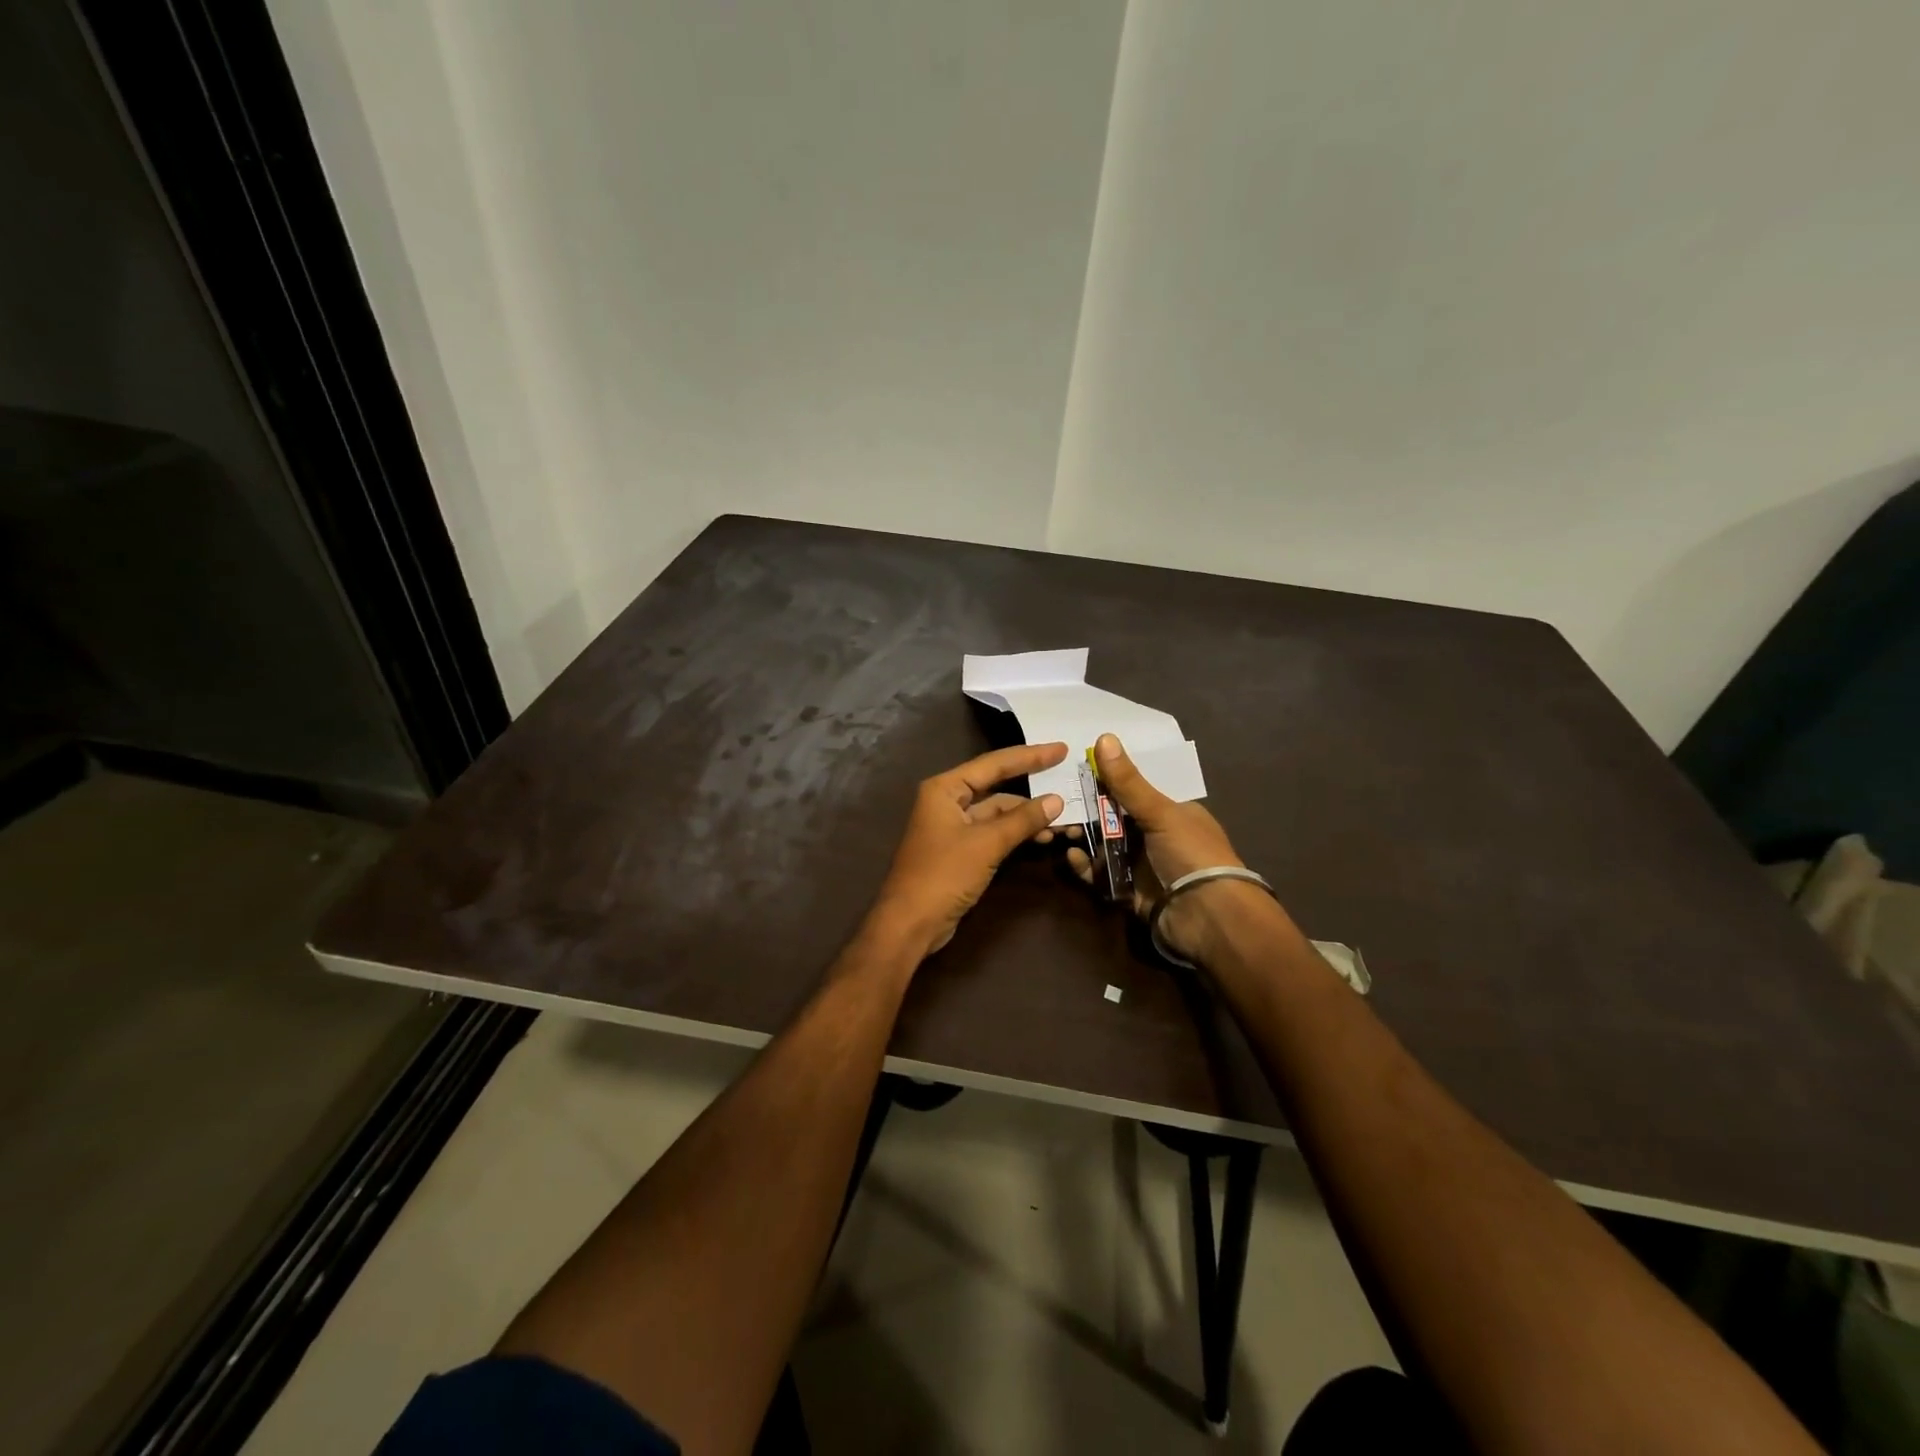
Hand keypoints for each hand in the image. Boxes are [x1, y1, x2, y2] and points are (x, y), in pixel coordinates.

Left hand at [871, 742, 1068, 958]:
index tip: (1061, 749)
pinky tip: (1042, 838)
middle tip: (1067, 781)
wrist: (911, 923)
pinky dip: (1016, 834)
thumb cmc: (944, 874)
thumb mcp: (987, 844)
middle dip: (1031, 789)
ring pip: (997, 813)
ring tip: (1062, 821)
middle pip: (996, 786)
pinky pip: (993, 833)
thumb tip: (1056, 801)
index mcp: (945, 788)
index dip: (1030, 756)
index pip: (994, 764)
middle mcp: (947, 801)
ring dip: (1027, 817)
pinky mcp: (960, 851)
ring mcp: (953, 827)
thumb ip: (1022, 820)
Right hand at [1066, 733, 1274, 964]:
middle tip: (1059, 805)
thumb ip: (1128, 782)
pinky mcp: (1130, 891)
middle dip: (1087, 812)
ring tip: (1058, 830)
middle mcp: (1158, 836)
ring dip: (1083, 838)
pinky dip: (1086, 867)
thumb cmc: (1190, 853)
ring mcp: (1144, 865)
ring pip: (1105, 846)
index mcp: (1173, 812)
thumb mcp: (1160, 812)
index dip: (1106, 781)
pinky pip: (1102, 875)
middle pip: (1115, 818)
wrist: (1207, 917)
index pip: (1135, 791)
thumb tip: (1104, 737)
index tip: (1076, 773)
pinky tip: (1071, 858)